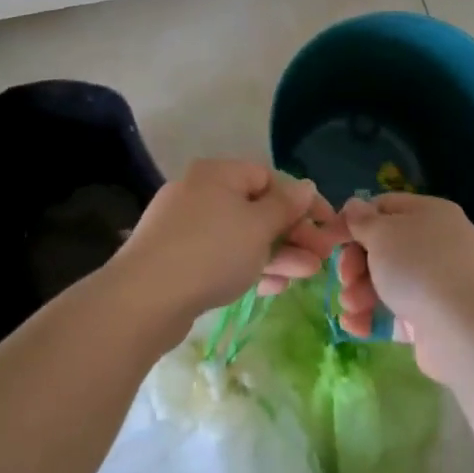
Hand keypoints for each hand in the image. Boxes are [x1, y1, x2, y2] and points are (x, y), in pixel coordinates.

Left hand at [113, 160, 343, 328]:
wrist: (145, 298)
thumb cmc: (211, 251)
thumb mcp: (258, 226)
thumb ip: (286, 206)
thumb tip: (305, 186)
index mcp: (218, 173)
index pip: (269, 178)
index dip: (303, 202)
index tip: (328, 227)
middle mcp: (200, 192)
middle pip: (256, 208)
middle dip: (293, 234)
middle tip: (321, 259)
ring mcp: (185, 226)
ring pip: (241, 235)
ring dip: (276, 254)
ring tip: (306, 276)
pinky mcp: (177, 257)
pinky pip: (221, 255)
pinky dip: (248, 266)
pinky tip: (271, 288)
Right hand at [336, 194, 473, 379]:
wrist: (464, 331)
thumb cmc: (419, 268)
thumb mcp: (382, 234)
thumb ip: (362, 220)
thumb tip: (354, 207)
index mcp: (430, 214)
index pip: (385, 207)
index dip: (355, 220)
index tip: (332, 239)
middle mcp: (437, 244)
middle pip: (383, 247)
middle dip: (356, 263)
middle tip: (345, 278)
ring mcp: (437, 283)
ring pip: (387, 281)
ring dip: (360, 292)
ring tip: (351, 306)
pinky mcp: (433, 319)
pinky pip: (396, 312)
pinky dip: (373, 317)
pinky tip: (353, 326)